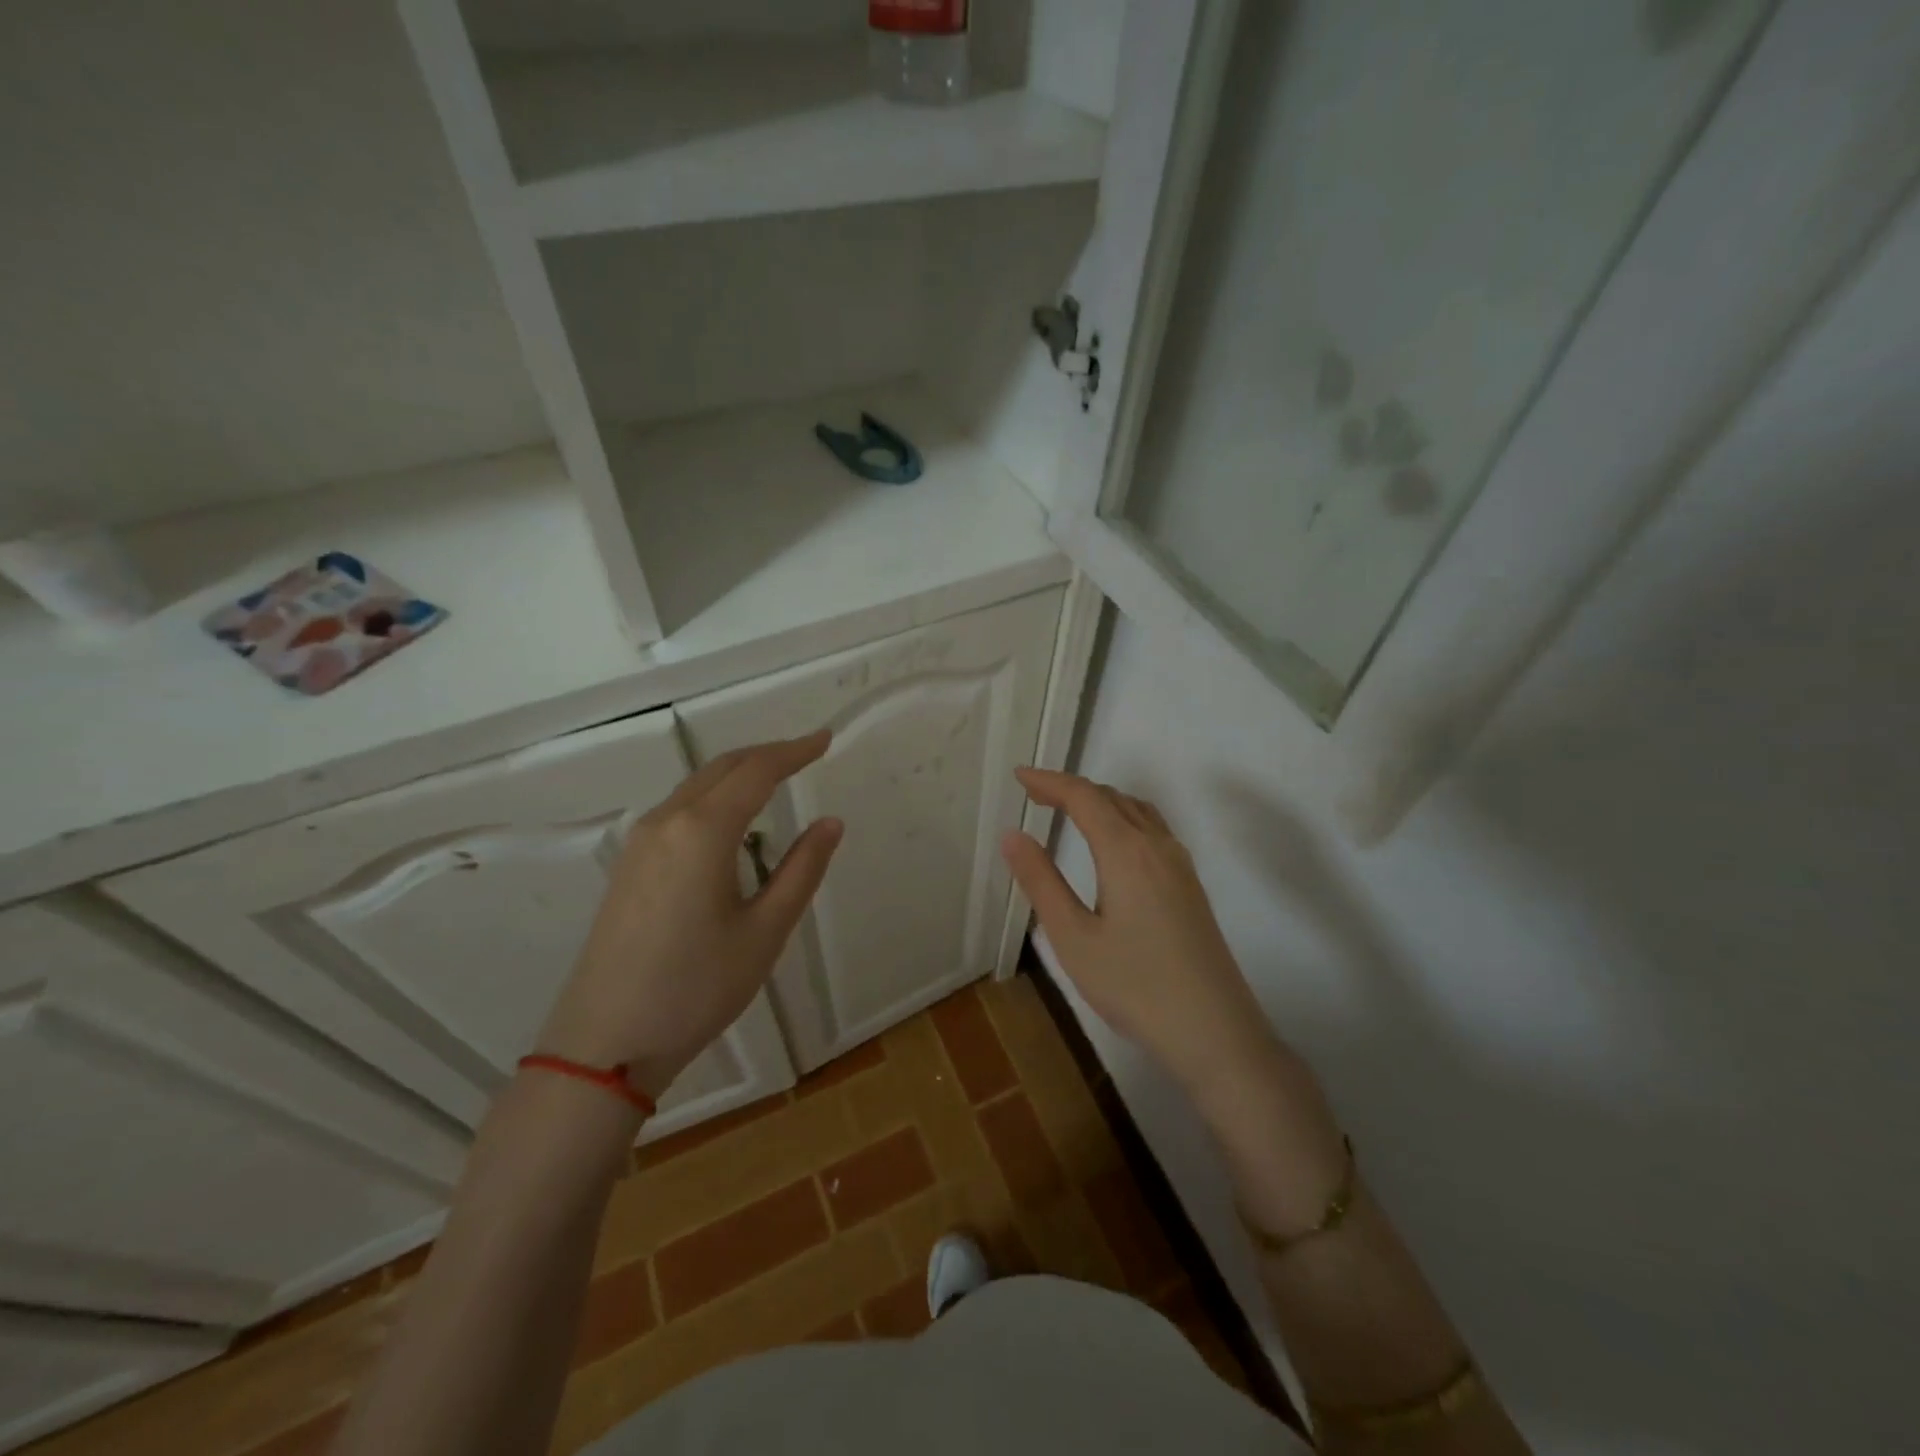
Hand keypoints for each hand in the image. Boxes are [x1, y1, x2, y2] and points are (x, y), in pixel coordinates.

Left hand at [536, 731, 842, 1099]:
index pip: (757, 771)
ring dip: (739, 773)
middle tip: (807, 752)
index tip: (825, 739)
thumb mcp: (765, 931)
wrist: (604, 1043)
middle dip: (767, 754)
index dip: (794, 751)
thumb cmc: (696, 988)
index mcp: (702, 831)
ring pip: (697, 786)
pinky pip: (679, 809)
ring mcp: (640, 843)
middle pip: (723, 768)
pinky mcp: (629, 865)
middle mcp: (667, 823)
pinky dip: (714, 796)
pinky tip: (732, 821)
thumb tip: (830, 822)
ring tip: (777, 778)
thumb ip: (802, 870)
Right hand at [1000, 768, 1282, 1101]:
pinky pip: (1154, 829)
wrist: (1215, 1032)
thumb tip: (1012, 834)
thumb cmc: (1135, 986)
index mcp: (1127, 851)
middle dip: (1071, 788)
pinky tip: (1114, 844)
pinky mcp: (1191, 887)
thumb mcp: (1073, 938)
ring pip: (1137, 811)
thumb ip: (1041, 882)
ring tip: (1068, 811)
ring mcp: (1180, 866)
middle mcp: (1158, 846)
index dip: (1049, 781)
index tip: (1019, 776)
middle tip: (1033, 795)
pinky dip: (1123, 818)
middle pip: (1112, 797)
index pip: (1083, 797)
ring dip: (1100, 801)